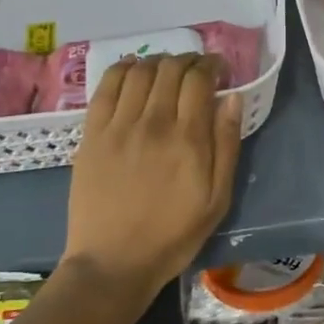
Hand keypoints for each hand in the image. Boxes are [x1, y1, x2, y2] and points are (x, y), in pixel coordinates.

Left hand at [62, 54, 243, 295]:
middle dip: (188, 61)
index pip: (199, 79)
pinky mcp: (92, 134)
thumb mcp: (218, 197)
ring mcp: (118, 126)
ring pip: (140, 71)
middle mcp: (153, 123)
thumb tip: (232, 99)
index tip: (220, 70)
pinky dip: (123, 69)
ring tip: (167, 71)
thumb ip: (227, 144)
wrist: (113, 262)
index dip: (212, 65)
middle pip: (170, 69)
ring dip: (158, 62)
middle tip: (197, 70)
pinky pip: (107, 87)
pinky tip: (133, 70)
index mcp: (188, 139)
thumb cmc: (174, 234)